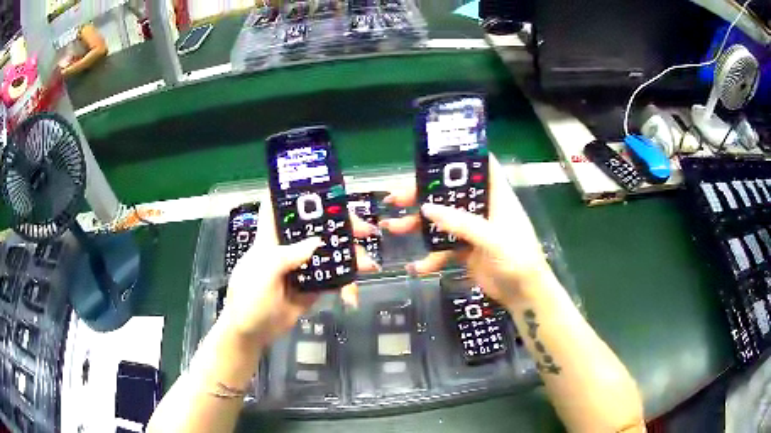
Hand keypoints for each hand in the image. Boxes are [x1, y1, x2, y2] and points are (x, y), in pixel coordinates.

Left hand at [221, 195, 379, 346]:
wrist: (252, 332)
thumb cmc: (249, 297)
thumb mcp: (264, 272)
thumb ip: (288, 255)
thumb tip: (318, 242)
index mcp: (272, 238)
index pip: (282, 207)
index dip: (299, 193)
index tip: (325, 186)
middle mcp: (289, 248)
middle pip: (317, 229)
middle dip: (342, 227)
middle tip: (365, 230)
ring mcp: (303, 268)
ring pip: (330, 254)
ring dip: (351, 258)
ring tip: (368, 267)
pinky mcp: (312, 288)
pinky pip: (334, 281)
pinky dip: (346, 286)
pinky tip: (352, 296)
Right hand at [380, 154, 551, 306]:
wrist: (524, 295)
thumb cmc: (518, 259)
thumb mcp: (492, 238)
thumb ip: (462, 223)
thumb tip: (427, 209)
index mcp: (496, 196)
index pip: (480, 166)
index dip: (460, 158)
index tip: (432, 158)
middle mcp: (483, 208)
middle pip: (451, 193)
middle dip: (423, 194)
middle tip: (396, 198)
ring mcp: (473, 230)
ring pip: (442, 219)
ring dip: (418, 224)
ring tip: (392, 227)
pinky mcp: (466, 250)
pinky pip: (443, 247)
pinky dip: (430, 256)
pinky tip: (416, 267)